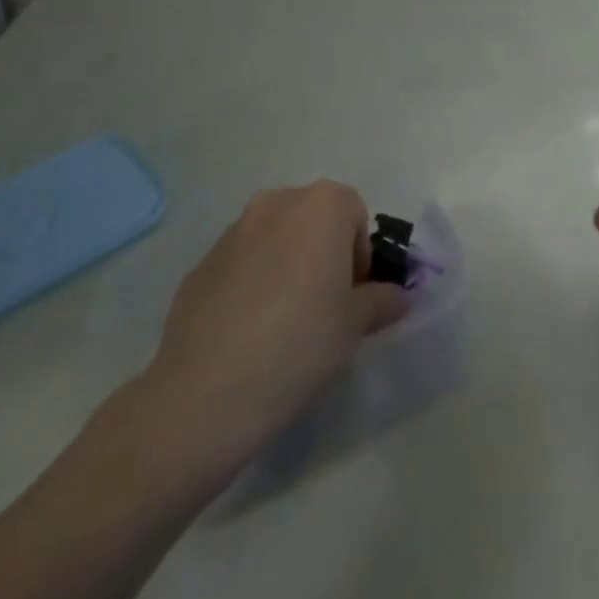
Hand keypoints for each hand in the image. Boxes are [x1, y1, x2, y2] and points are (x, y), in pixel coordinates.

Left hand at [134, 180, 408, 484]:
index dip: (360, 254)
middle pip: (314, 219)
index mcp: (321, 206)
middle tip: (324, 307)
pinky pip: (241, 264)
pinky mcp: (200, 265)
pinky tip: (248, 332)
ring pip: (276, 239)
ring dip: (287, 265)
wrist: (205, 395)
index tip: (353, 297)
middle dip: (324, 253)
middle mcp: (277, 203)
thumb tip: (397, 295)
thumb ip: (382, 300)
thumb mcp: (355, 326)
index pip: (355, 214)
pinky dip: (252, 284)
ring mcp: (233, 231)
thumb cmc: (299, 344)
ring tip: (283, 322)